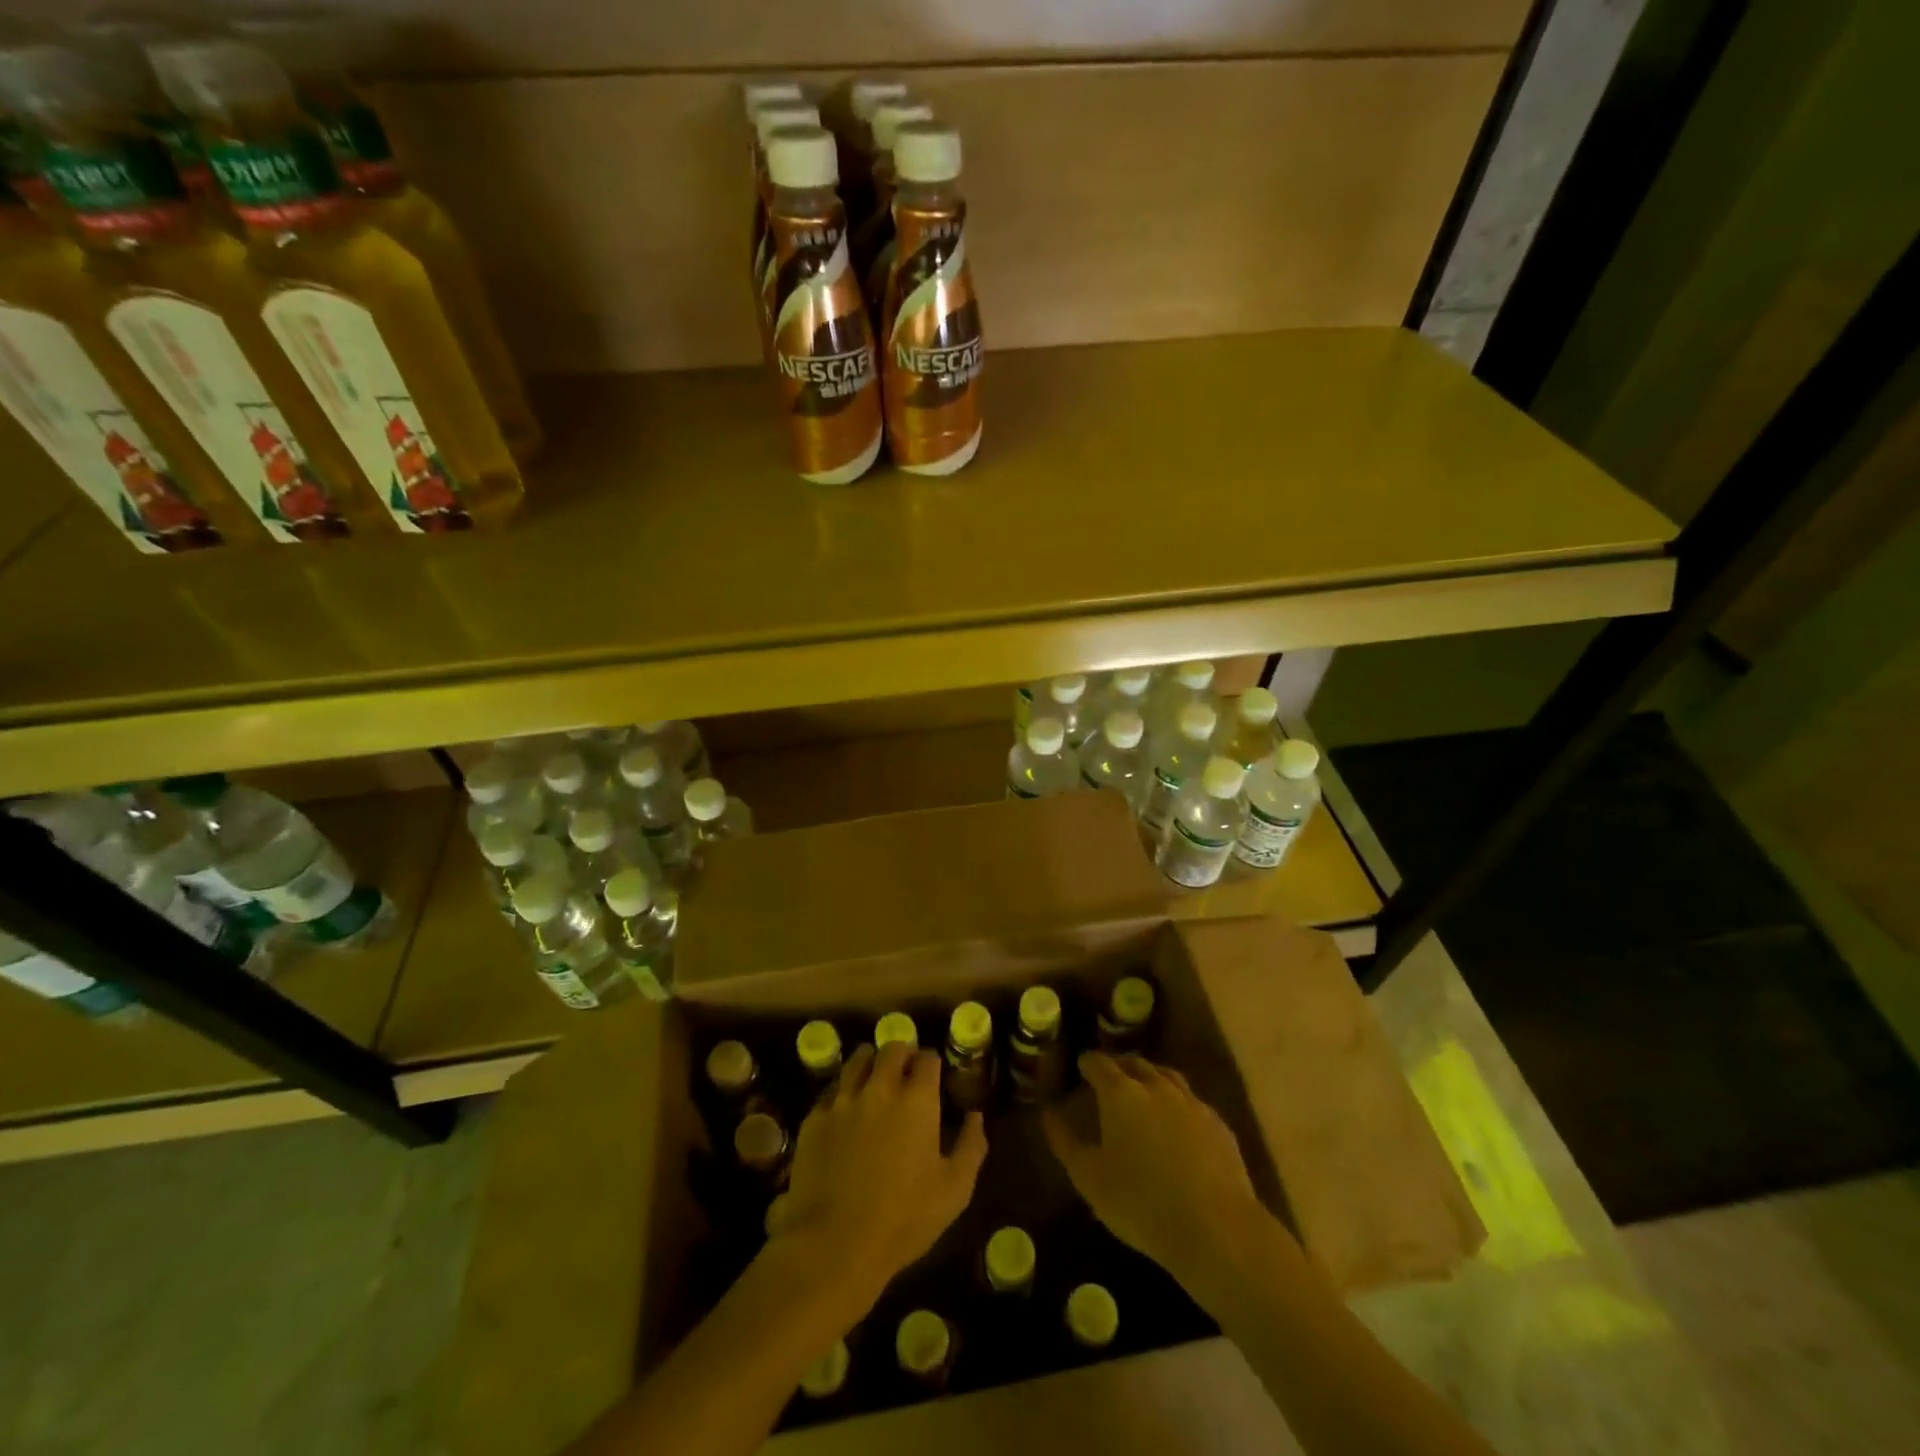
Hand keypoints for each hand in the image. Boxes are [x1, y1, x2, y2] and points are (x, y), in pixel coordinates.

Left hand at [771, 1042, 987, 1311]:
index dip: (933, 1064)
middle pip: (892, 1048)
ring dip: (871, 1063)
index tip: (934, 1077)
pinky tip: (847, 1110)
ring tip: (875, 1080)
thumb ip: (971, 1146)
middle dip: (903, 1055)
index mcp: (917, 1100)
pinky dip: (844, 1091)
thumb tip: (975, 1115)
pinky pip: (832, 1089)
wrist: (834, 1245)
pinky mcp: (815, 1117)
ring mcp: (843, 1100)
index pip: (928, 1058)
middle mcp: (880, 1088)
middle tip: (906, 1074)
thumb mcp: (954, 1191)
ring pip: (858, 1059)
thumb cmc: (903, 1220)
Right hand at [1044, 1052, 1269, 1288]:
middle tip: (1109, 1076)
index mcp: (1120, 1093)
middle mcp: (1156, 1087)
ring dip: (1149, 1076)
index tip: (1081, 1066)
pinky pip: (1190, 1100)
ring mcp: (1191, 1102)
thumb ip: (1065, 1142)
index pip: (1099, 1064)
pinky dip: (1176, 1101)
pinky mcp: (1217, 1123)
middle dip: (1118, 1065)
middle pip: (1134, 1063)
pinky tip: (1177, 1120)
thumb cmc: (1141, 1204)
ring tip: (1142, 1089)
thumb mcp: (1090, 1178)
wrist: (1216, 1229)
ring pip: (1165, 1076)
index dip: (1088, 1062)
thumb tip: (1048, 1113)